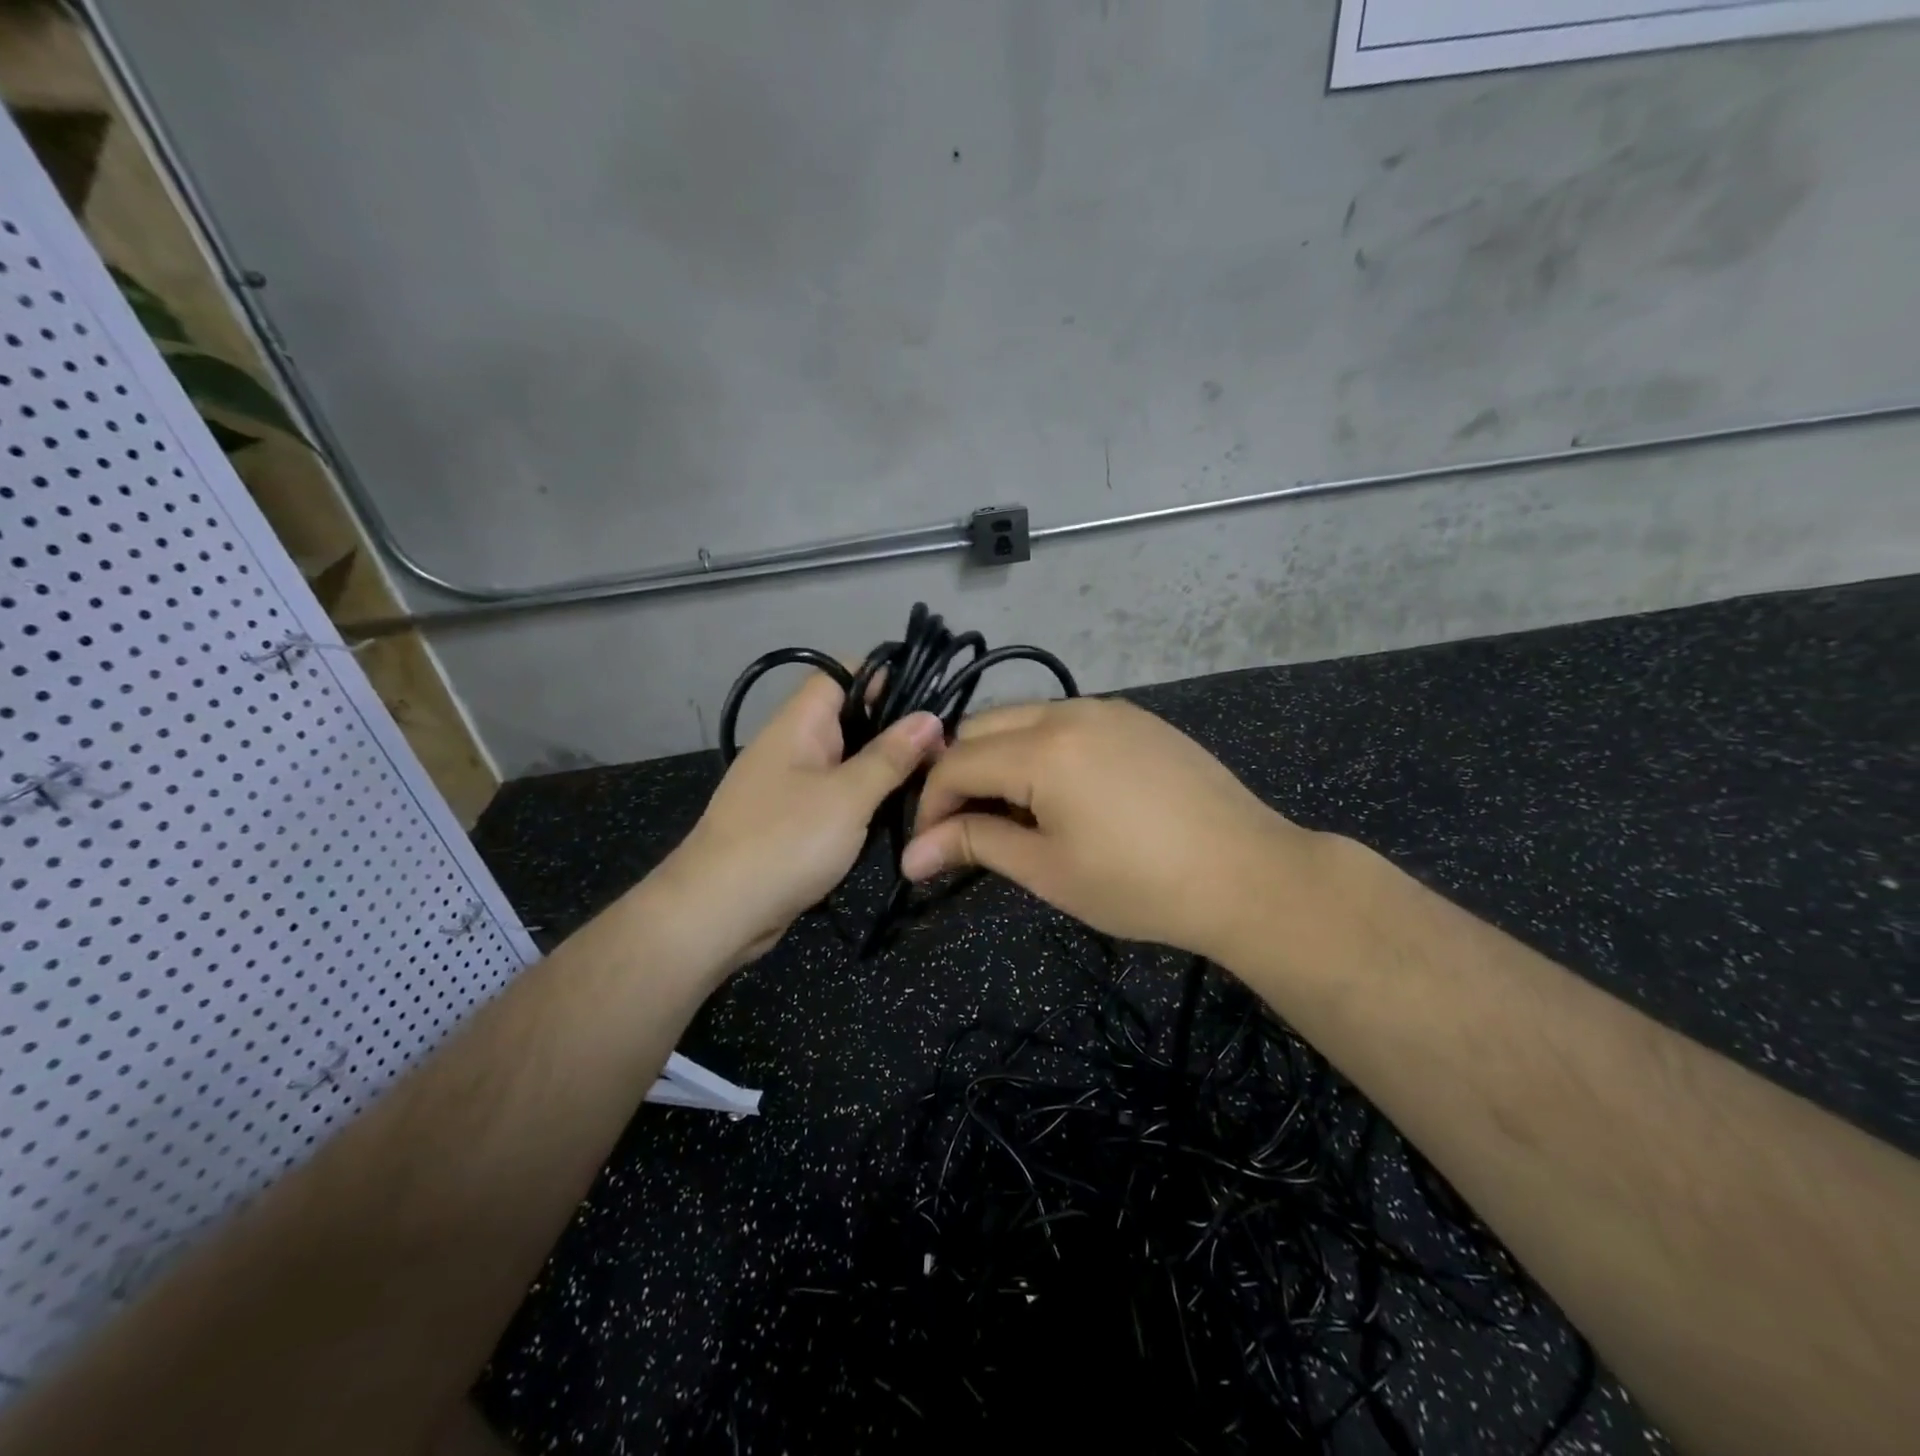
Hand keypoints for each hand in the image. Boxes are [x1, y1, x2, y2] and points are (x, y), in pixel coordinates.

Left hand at [664, 672, 943, 968]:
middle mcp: (791, 745)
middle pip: (848, 717)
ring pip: (844, 759)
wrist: (717, 912)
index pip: (841, 674)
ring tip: (930, 779)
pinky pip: (834, 795)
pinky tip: (894, 813)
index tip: (930, 699)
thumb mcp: (848, 796)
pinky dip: (863, 799)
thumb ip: (890, 756)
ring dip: (882, 768)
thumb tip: (929, 718)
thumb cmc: (785, 841)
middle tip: (944, 748)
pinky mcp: (790, 820)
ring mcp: (788, 784)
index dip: (884, 677)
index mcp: (798, 724)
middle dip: (893, 728)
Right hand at [901, 698, 1310, 960]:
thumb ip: (975, 846)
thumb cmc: (1139, 884)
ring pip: (1022, 718)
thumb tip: (911, 855)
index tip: (928, 847)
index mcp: (1041, 748)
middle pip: (981, 727)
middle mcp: (1068, 711)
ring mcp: (1107, 708)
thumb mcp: (1048, 870)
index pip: (955, 763)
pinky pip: (1065, 720)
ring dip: (999, 758)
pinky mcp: (1136, 717)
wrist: (1247, 873)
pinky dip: (1040, 749)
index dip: (930, 805)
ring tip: (1013, 813)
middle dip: (959, 774)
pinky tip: (1060, 792)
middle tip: (965, 827)